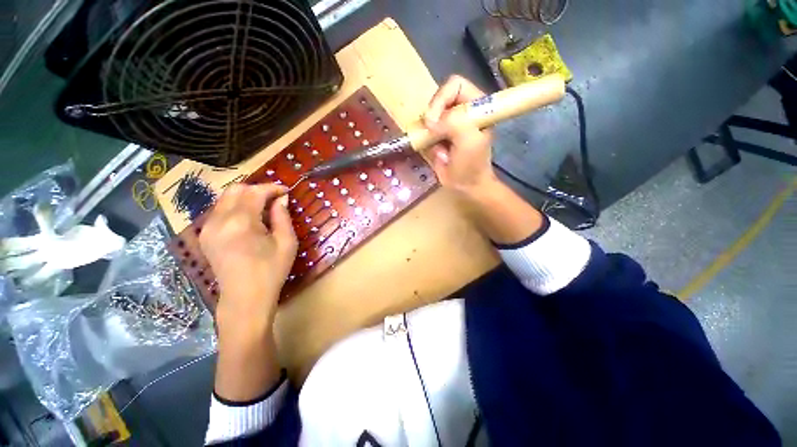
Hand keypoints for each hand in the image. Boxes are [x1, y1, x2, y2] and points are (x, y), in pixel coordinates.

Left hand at [199, 183, 297, 327]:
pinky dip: (235, 207)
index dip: (272, 188)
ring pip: (225, 199)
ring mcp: (208, 228)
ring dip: (245, 197)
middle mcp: (219, 221)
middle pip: (235, 190)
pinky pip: (219, 211)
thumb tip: (282, 199)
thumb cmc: (271, 271)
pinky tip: (248, 219)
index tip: (286, 191)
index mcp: (241, 223)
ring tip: (263, 207)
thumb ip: (282, 217)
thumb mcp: (286, 243)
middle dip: (257, 189)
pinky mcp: (205, 236)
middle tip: (274, 198)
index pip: (255, 192)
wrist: (245, 298)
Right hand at [424, 75, 498, 195]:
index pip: (454, 85)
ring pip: (429, 116)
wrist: (466, 186)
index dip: (441, 99)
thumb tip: (430, 121)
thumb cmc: (472, 165)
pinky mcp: (439, 135)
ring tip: (439, 148)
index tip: (434, 121)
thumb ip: (454, 122)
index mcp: (476, 105)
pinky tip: (438, 153)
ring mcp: (449, 123)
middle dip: (433, 118)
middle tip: (432, 135)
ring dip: (430, 133)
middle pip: (439, 98)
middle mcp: (462, 110)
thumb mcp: (469, 141)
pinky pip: (425, 131)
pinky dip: (427, 141)